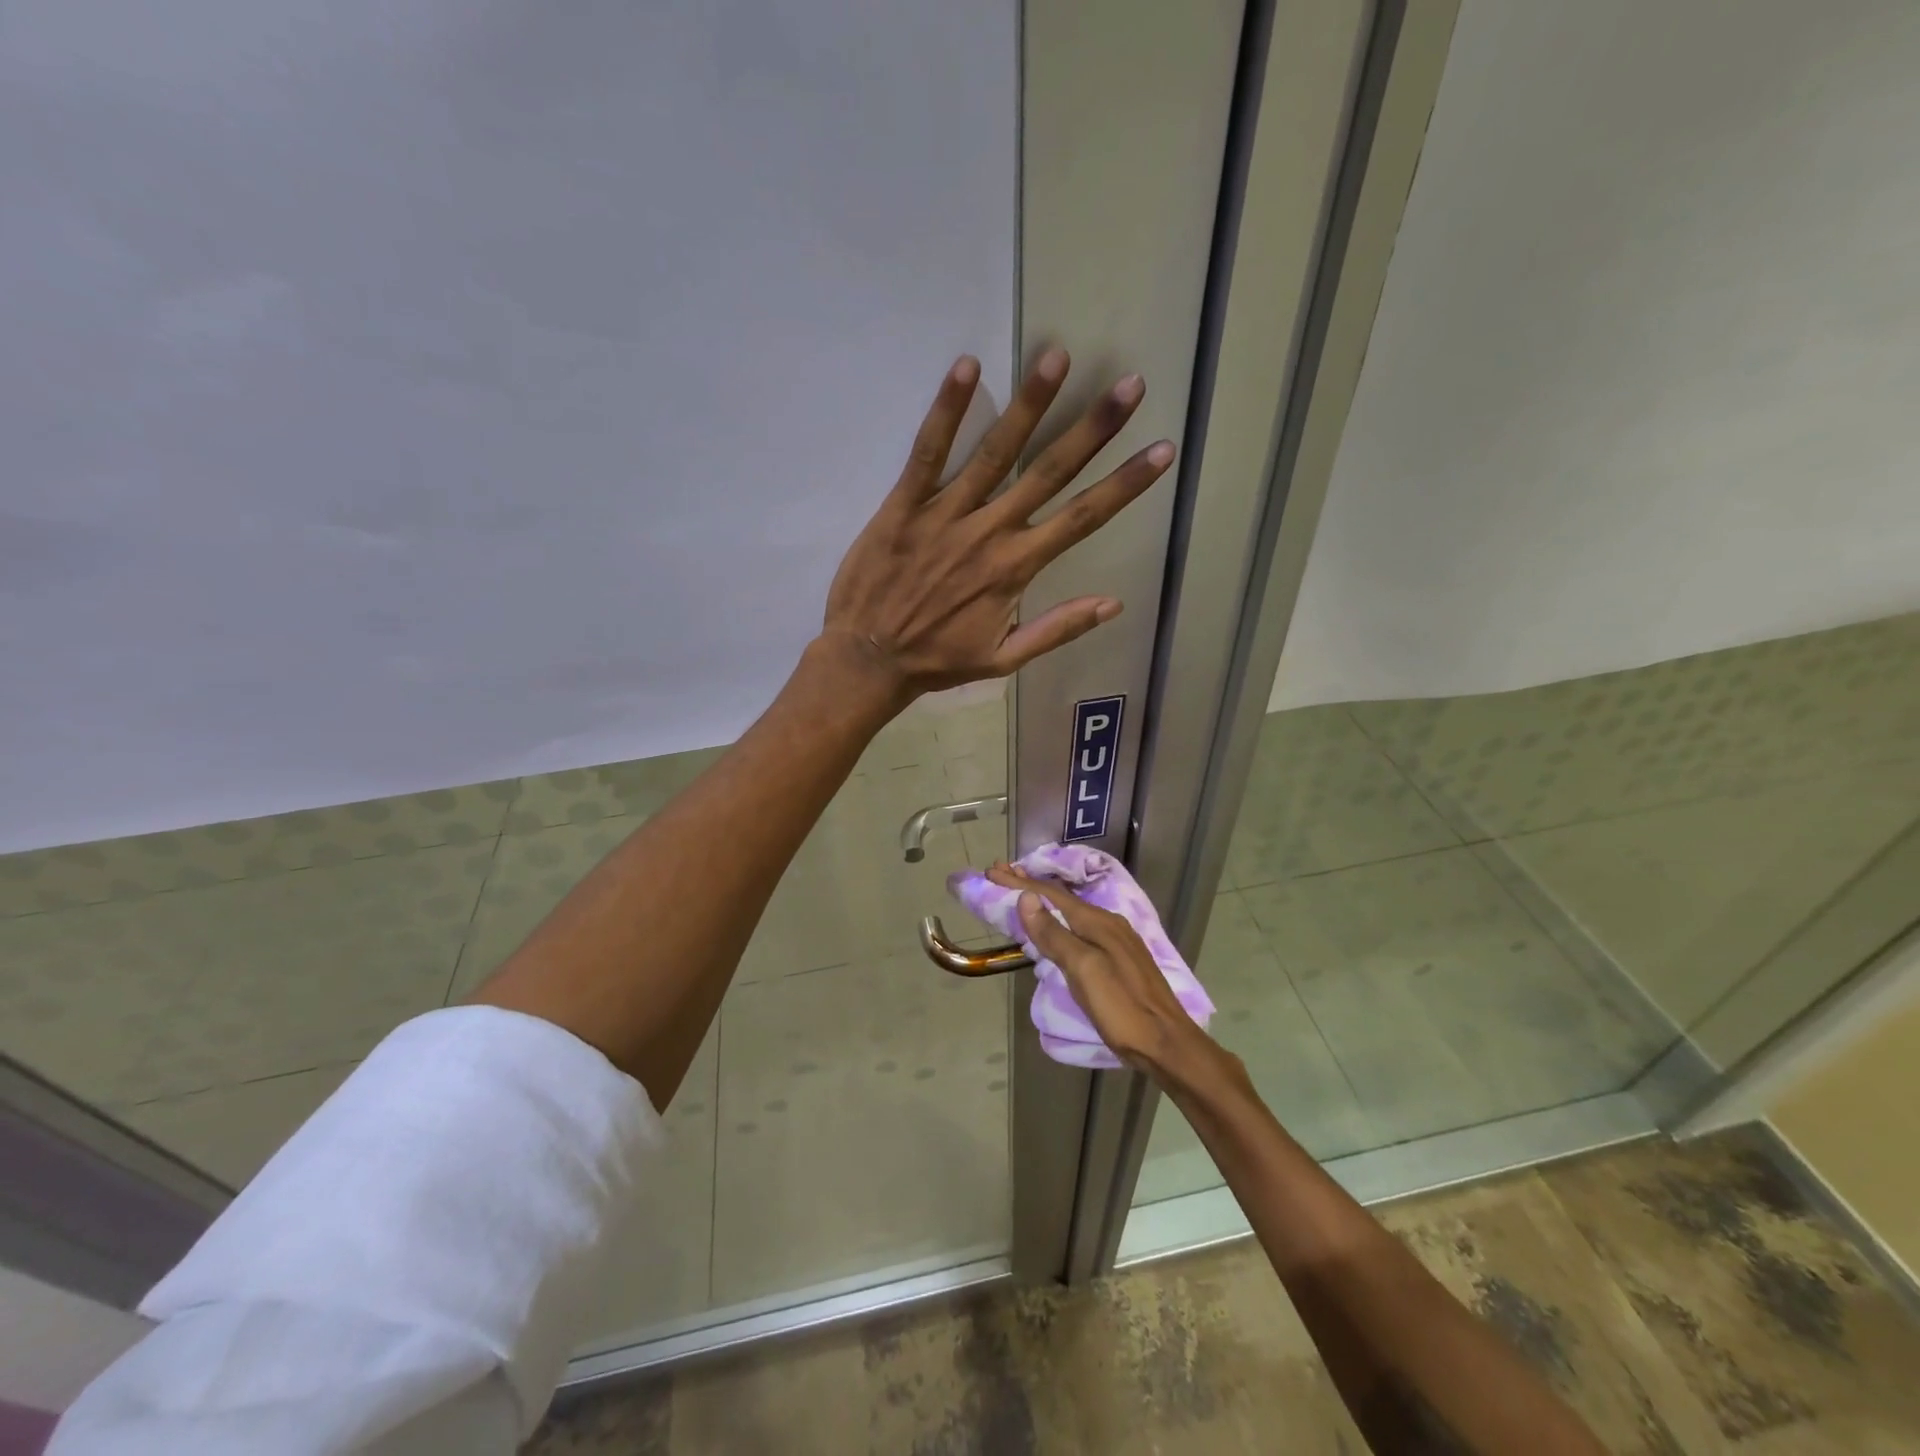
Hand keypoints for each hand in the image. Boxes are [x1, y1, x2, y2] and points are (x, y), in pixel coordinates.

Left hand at [822, 349, 1174, 698]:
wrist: (869, 660)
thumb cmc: (937, 661)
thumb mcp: (1003, 660)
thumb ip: (1057, 629)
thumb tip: (1114, 604)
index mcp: (1017, 568)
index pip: (1083, 518)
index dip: (1126, 484)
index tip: (1161, 450)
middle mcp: (990, 532)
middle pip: (1050, 472)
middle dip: (1093, 428)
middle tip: (1130, 384)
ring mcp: (947, 514)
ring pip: (996, 452)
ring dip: (1030, 403)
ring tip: (1058, 356)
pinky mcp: (905, 504)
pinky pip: (928, 451)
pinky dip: (947, 410)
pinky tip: (967, 367)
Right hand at [987, 863, 1218, 1083]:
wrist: (1168, 1044)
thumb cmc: (1122, 1008)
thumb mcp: (1083, 970)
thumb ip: (1054, 934)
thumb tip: (1026, 898)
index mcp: (1098, 922)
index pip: (1050, 895)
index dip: (1019, 883)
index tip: (992, 871)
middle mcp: (1108, 923)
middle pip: (1062, 899)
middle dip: (1030, 886)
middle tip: (1002, 874)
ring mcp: (1117, 941)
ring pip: (1072, 913)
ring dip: (1044, 902)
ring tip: (1022, 896)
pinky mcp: (1120, 959)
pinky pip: (1081, 928)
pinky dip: (1059, 920)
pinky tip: (1055, 927)